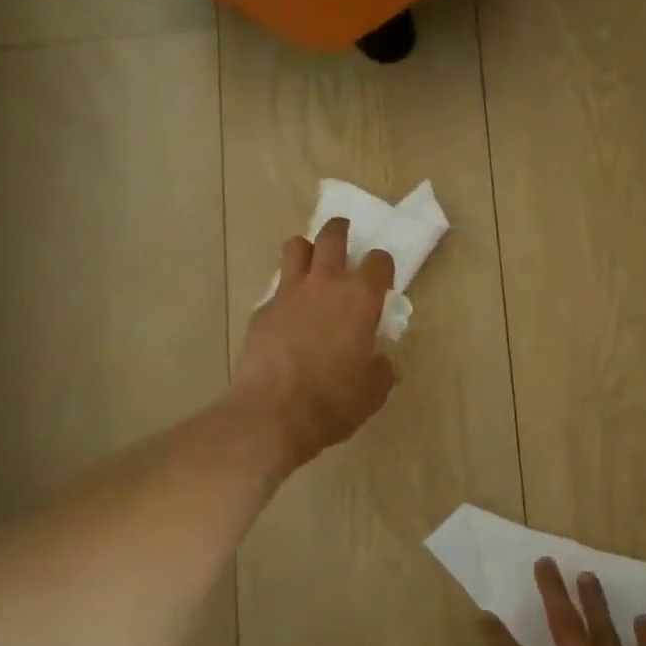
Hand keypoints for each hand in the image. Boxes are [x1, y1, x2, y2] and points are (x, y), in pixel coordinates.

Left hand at [231, 218, 396, 472]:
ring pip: (295, 248)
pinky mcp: (262, 311)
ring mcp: (288, 294)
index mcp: (360, 298)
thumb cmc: (333, 402)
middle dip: (341, 231)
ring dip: (306, 249)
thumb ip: (381, 369)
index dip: (383, 266)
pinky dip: (285, 293)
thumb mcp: (373, 392)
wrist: (272, 415)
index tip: (383, 277)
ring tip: (310, 261)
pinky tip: (287, 316)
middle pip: (332, 237)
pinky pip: (276, 289)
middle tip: (344, 235)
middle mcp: (325, 284)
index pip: (379, 261)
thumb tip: (380, 362)